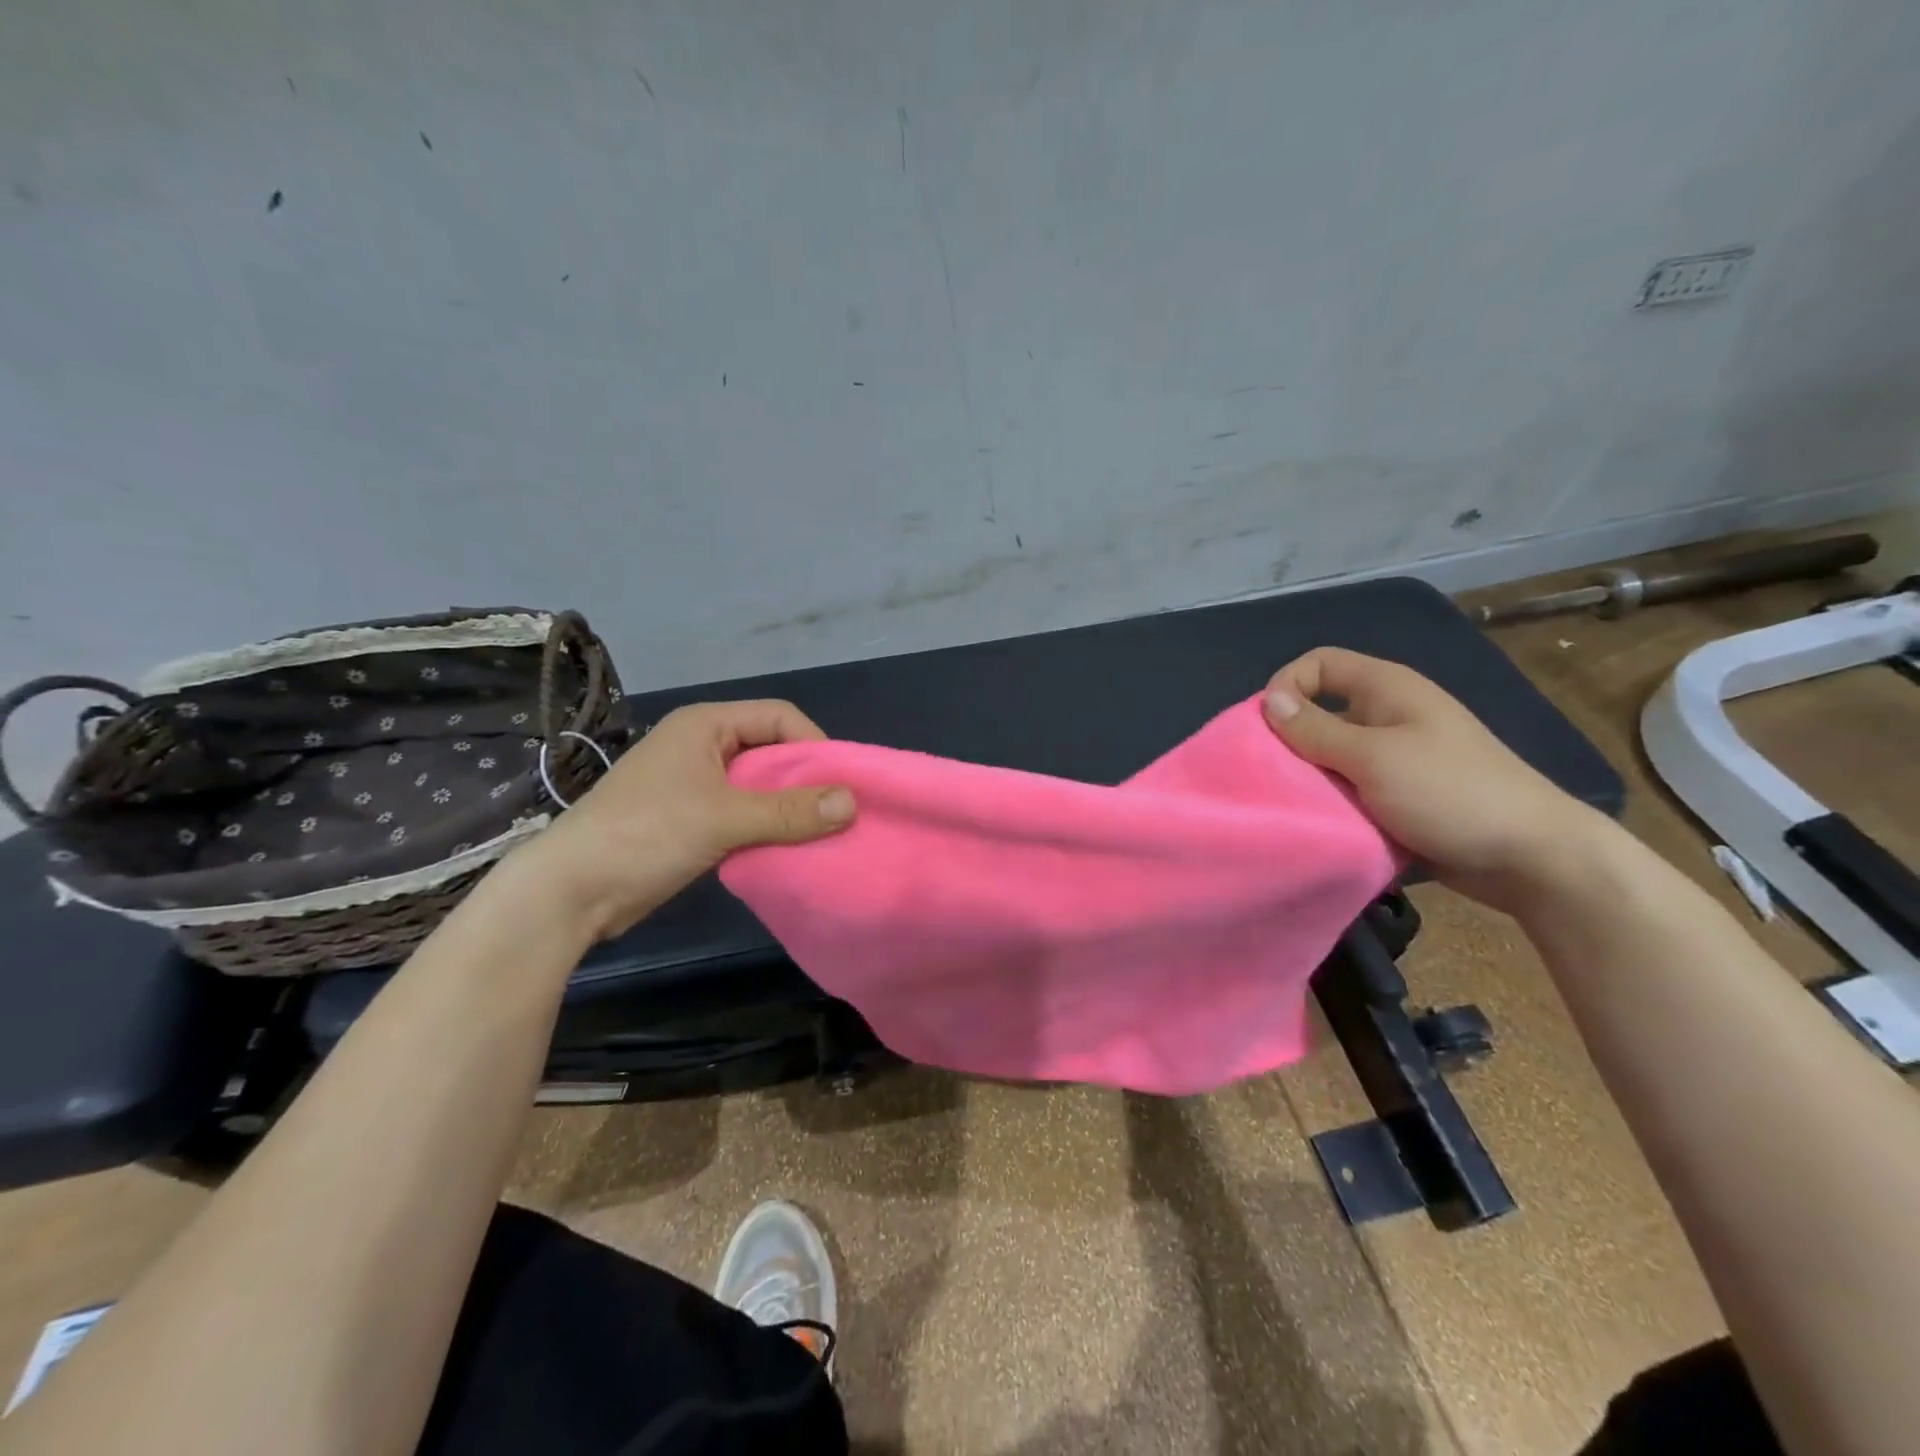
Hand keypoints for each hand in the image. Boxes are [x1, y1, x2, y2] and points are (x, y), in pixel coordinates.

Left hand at [515, 700, 854, 938]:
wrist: (570, 891)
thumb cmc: (646, 835)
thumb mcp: (723, 818)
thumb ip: (790, 811)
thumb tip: (852, 804)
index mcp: (706, 726)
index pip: (779, 716)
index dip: (814, 744)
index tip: (840, 783)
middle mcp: (702, 746)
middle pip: (771, 750)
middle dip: (806, 780)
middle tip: (838, 813)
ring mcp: (694, 783)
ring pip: (759, 786)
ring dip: (788, 808)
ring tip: (821, 834)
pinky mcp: (691, 819)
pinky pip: (744, 813)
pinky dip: (768, 827)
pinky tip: (788, 849)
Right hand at [1261, 648, 1608, 911]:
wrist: (1533, 858)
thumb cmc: (1451, 793)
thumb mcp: (1374, 757)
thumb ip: (1316, 730)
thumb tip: (1268, 701)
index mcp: (1387, 690)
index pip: (1319, 663)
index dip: (1286, 686)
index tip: (1268, 729)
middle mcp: (1389, 715)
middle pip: (1320, 712)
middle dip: (1291, 741)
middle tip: (1274, 776)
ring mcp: (1397, 757)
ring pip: (1332, 756)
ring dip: (1312, 779)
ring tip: (1297, 805)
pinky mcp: (1401, 795)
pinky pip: (1351, 789)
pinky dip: (1335, 803)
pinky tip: (1326, 824)